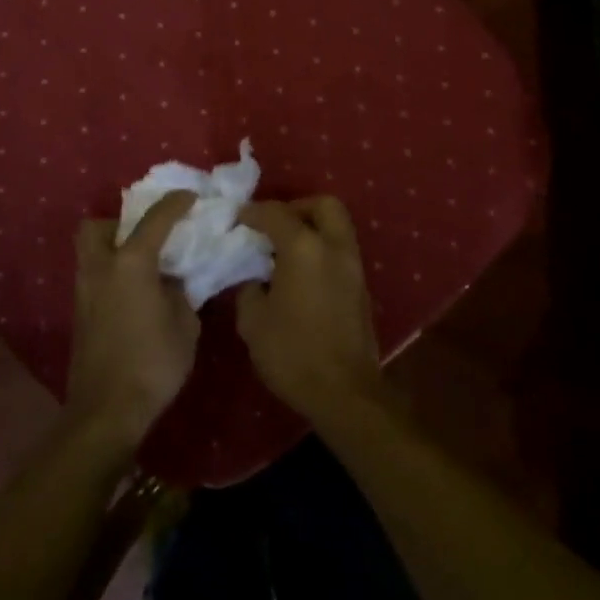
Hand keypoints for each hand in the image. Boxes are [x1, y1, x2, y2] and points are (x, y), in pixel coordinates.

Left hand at [67, 193, 199, 450]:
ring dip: (114, 248)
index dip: (175, 203)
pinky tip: (136, 292)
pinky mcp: (81, 314)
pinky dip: (112, 273)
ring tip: (145, 265)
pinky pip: (94, 277)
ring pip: (91, 252)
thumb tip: (171, 282)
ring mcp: (85, 292)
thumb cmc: (153, 363)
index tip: (191, 196)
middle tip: (146, 236)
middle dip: (118, 222)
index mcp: (131, 263)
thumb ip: (180, 293)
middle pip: (95, 227)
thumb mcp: (185, 324)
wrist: (107, 411)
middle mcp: (101, 268)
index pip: (155, 219)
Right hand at [235, 197, 383, 422]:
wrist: (344, 393)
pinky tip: (301, 274)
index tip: (237, 219)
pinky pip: (341, 251)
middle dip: (297, 207)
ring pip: (337, 227)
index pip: (276, 213)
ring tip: (285, 251)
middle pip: (323, 205)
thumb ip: (249, 289)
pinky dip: (322, 250)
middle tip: (274, 226)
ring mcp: (353, 266)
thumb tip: (254, 279)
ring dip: (313, 228)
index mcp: (304, 248)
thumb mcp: (253, 322)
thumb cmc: (293, 353)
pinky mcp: (361, 288)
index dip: (253, 212)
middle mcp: (334, 247)